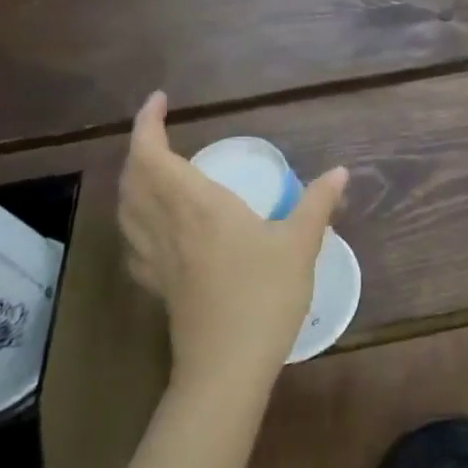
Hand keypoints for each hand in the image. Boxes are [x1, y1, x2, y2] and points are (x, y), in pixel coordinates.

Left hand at [117, 92, 347, 392]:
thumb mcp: (299, 245)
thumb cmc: (263, 297)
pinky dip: (135, 215)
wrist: (226, 367)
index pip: (152, 154)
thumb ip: (317, 203)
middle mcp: (167, 224)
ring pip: (126, 206)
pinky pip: (132, 237)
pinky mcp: (156, 284)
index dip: (147, 123)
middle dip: (139, 146)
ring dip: (132, 178)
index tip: (159, 100)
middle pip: (133, 177)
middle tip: (162, 131)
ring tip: (155, 168)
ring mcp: (155, 257)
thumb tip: (340, 171)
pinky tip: (154, 224)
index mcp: (196, 205)